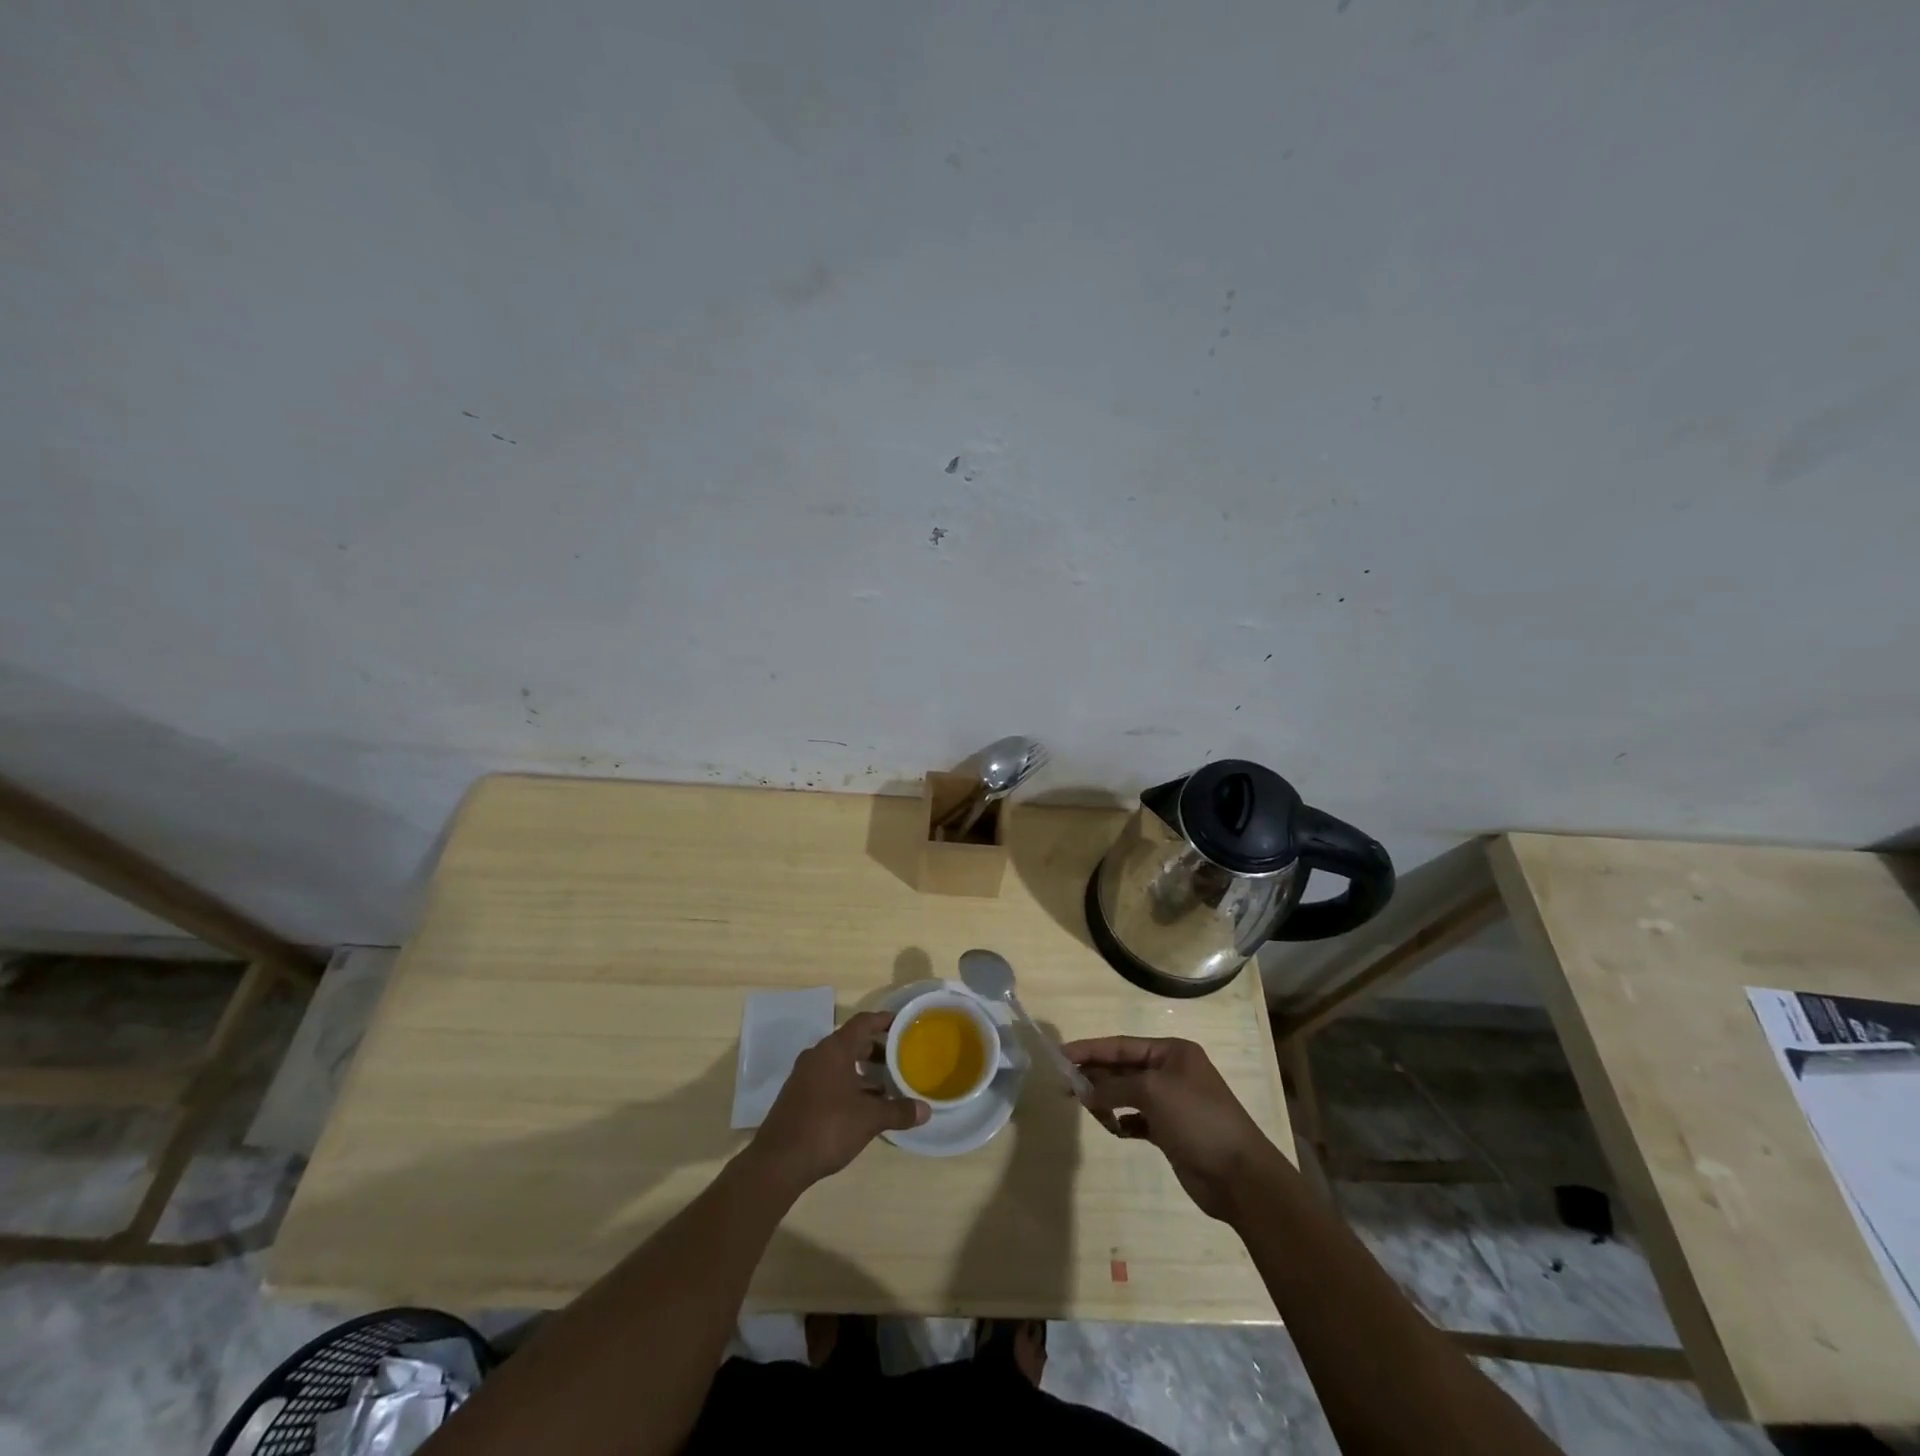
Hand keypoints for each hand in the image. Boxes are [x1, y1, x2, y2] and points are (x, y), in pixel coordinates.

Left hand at [749, 1011, 928, 1192]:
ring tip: (887, 1085)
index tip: (902, 1024)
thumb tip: (926, 1110)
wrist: (778, 1162)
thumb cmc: (827, 1127)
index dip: (883, 1020)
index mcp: (835, 1049)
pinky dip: (848, 1084)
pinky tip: (863, 1105)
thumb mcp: (869, 1119)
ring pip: (840, 1063)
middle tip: (900, 1059)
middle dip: (876, 1049)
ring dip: (862, 1070)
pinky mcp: (798, 1095)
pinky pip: (829, 1079)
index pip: (863, 1022)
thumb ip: (898, 1111)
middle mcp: (818, 1055)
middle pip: (852, 1042)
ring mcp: (805, 1075)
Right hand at [1064, 1036, 1279, 1221]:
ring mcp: (1172, 1103)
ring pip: (1127, 1094)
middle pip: (1123, 1068)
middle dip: (1096, 1075)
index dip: (1090, 1049)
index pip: (1121, 1045)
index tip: (1060, 1056)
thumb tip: (1085, 1090)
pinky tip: (1113, 1128)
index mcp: (1172, 1052)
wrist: (1240, 1176)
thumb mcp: (1152, 1092)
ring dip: (1106, 1099)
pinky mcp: (1171, 1132)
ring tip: (1088, 1109)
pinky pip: (1136, 1119)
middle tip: (1065, 1085)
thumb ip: (1114, 1086)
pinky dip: (1122, 1121)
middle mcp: (1171, 1072)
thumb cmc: (1197, 1119)